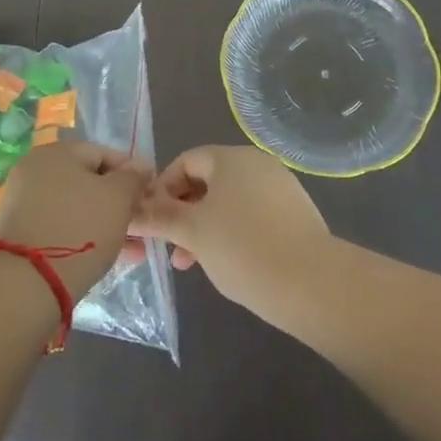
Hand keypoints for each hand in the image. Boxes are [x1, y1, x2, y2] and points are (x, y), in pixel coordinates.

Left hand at [0, 141, 150, 297]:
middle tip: (141, 224)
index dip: (131, 173)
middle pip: (88, 181)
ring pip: (76, 207)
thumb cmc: (80, 227)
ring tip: (133, 248)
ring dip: (105, 223)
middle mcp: (36, 170)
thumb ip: (133, 178)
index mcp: (57, 152)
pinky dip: (83, 236)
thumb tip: (141, 166)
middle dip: (118, 203)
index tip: (149, 195)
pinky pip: (61, 227)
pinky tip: (108, 257)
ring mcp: (24, 202)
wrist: (27, 283)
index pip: (104, 153)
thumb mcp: (118, 198)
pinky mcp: (20, 233)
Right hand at [132, 145, 331, 312]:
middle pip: (208, 181)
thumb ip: (159, 218)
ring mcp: (280, 187)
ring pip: (229, 201)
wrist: (310, 282)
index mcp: (231, 158)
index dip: (163, 188)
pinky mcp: (295, 213)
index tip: (152, 221)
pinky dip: (233, 232)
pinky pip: (252, 214)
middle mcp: (257, 163)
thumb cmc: (242, 248)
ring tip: (194, 263)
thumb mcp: (192, 233)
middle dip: (183, 213)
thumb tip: (129, 210)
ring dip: (205, 227)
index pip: (186, 161)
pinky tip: (228, 264)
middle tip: (171, 248)